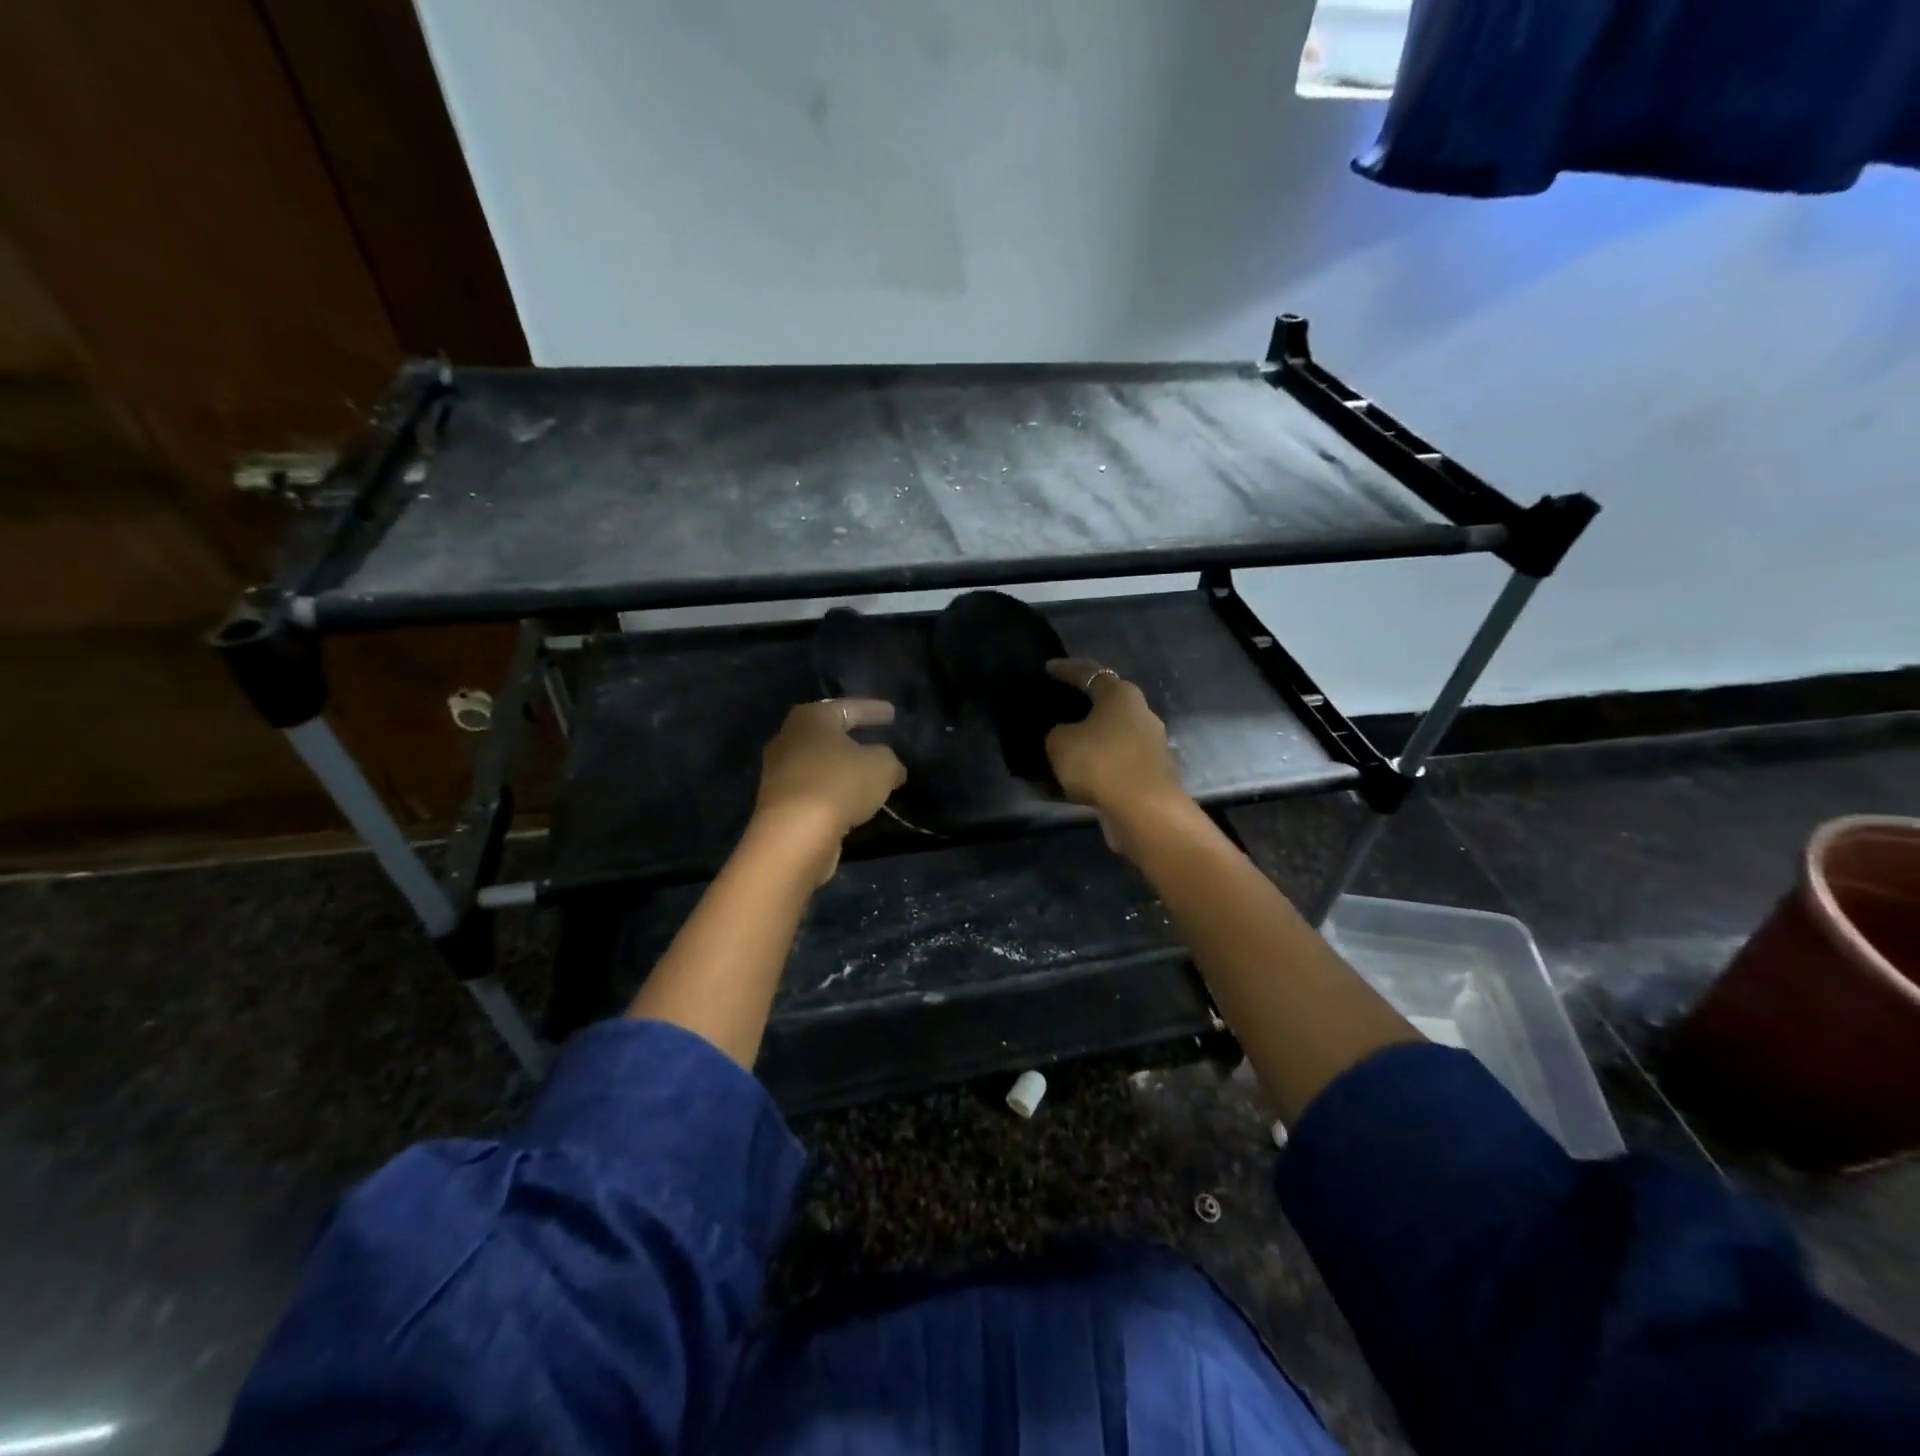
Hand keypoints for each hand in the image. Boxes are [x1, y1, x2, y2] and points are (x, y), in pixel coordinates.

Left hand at [750, 698, 906, 881]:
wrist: (794, 835)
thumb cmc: (839, 784)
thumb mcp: (881, 766)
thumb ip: (890, 760)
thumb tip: (893, 769)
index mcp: (811, 718)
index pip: (848, 707)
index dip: (873, 710)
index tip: (893, 713)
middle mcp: (788, 739)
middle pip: (827, 735)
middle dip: (852, 739)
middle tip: (876, 742)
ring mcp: (778, 773)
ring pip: (819, 764)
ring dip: (841, 769)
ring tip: (867, 777)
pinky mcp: (778, 804)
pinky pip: (814, 790)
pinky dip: (832, 792)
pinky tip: (851, 802)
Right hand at [1044, 659, 1190, 857]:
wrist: (1145, 811)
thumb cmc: (1100, 762)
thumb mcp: (1060, 743)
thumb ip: (1058, 733)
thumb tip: (1067, 736)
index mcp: (1122, 695)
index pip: (1091, 673)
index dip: (1068, 669)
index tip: (1049, 668)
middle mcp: (1142, 715)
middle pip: (1109, 705)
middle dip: (1085, 708)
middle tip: (1060, 711)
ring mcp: (1152, 746)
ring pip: (1113, 738)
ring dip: (1091, 744)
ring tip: (1065, 753)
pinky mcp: (1152, 776)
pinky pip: (1117, 766)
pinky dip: (1098, 771)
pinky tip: (1077, 783)